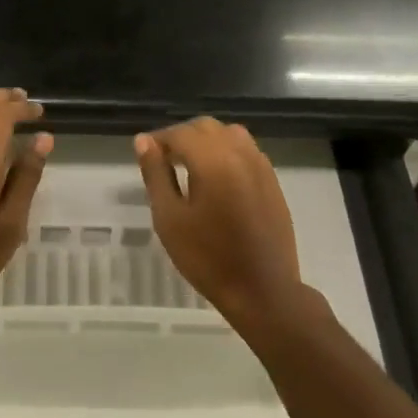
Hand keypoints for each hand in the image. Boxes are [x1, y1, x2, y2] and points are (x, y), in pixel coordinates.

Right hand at [136, 118, 302, 323]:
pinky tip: (216, 179)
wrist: (262, 290)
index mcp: (213, 161)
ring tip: (189, 167)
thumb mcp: (169, 218)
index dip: (158, 140)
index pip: (180, 134)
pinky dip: (227, 152)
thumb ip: (156, 175)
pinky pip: (247, 151)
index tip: (144, 155)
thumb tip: (144, 141)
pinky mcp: (273, 181)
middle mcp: (241, 154)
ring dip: (206, 141)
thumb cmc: (207, 258)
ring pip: (230, 134)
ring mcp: (262, 166)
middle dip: (182, 137)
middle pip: (206, 127)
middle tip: (163, 162)